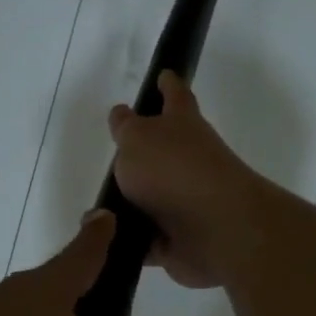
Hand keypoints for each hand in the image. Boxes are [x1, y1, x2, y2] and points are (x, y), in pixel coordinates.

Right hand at [109, 72, 265, 289]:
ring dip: (129, 204)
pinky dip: (129, 241)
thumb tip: (122, 115)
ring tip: (99, 208)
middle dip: (142, 153)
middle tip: (114, 155)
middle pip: (162, 151)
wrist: (216, 229)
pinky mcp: (178, 239)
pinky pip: (146, 239)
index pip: (175, 95)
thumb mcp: (137, 138)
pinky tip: (106, 241)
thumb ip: (126, 127)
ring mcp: (185, 201)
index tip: (164, 74)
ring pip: (151, 198)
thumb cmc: (174, 170)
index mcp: (182, 125)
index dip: (167, 84)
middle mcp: (187, 160)